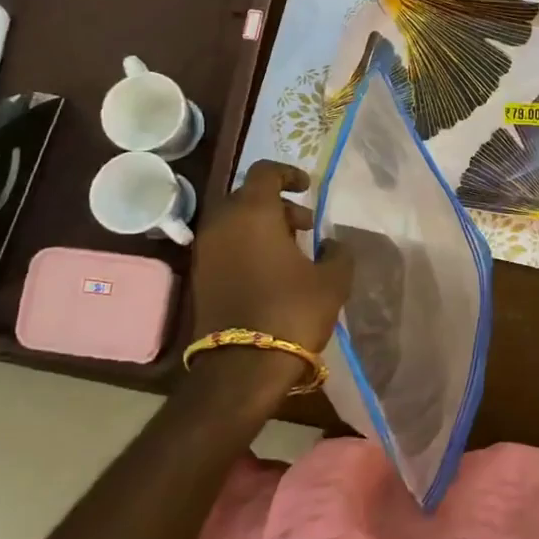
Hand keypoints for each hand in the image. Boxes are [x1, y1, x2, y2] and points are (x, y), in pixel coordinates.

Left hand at [189, 161, 353, 353]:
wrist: (242, 366)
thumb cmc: (292, 311)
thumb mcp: (332, 280)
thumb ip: (337, 252)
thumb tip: (331, 243)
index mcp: (253, 212)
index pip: (265, 172)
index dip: (288, 173)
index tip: (308, 188)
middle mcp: (222, 223)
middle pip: (248, 196)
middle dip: (278, 205)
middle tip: (305, 226)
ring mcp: (206, 250)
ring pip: (235, 222)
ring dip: (263, 227)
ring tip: (292, 251)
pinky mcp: (200, 276)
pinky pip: (226, 245)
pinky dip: (247, 246)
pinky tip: (272, 272)